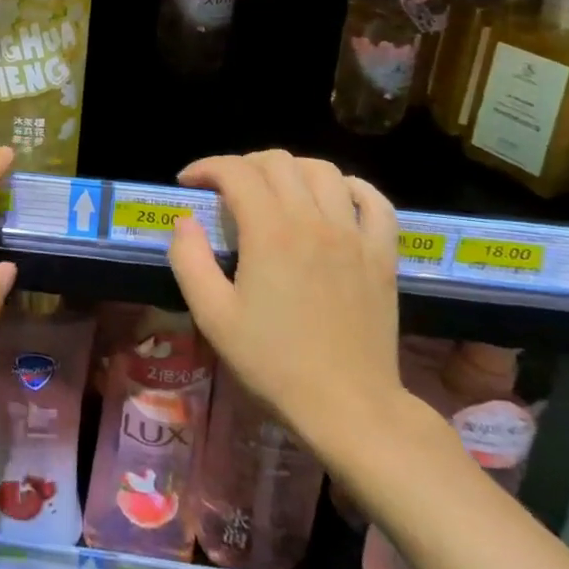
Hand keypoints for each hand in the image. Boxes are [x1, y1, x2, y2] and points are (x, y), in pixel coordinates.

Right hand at [167, 150, 404, 460]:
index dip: (206, 167)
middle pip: (277, 161)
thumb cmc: (274, 363)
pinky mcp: (382, 255)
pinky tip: (333, 199)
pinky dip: (350, 188)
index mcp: (270, 232)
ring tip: (274, 191)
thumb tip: (185, 221)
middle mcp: (314, 220)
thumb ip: (189, 259)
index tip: (189, 183)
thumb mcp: (212, 316)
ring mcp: (354, 235)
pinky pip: (374, 201)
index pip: (235, 171)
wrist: (349, 408)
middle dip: (243, 165)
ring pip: (323, 170)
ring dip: (291, 170)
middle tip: (225, 191)